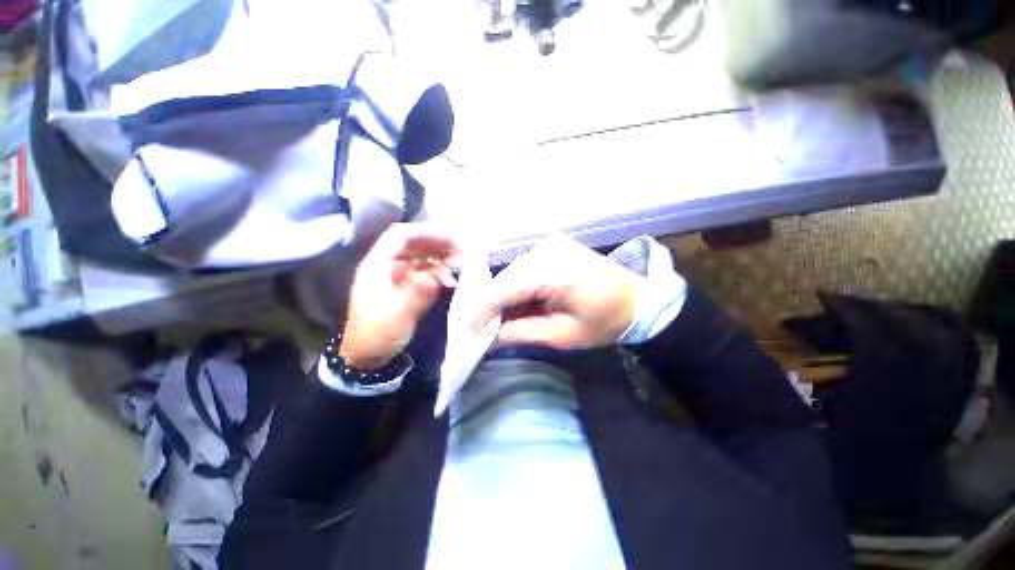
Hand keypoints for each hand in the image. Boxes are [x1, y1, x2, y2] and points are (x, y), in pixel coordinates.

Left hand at [340, 224, 461, 368]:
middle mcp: (389, 264)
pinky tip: (451, 282)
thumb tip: (435, 278)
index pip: (401, 235)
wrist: (368, 355)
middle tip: (463, 250)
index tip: (451, 238)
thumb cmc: (376, 334)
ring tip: (461, 264)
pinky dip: (440, 273)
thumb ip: (416, 294)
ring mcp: (400, 275)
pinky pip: (427, 272)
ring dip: (443, 257)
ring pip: (424, 256)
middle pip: (416, 243)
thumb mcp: (396, 316)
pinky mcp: (409, 286)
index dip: (426, 232)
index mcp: (378, 264)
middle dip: (440, 243)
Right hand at [473, 234, 644, 349]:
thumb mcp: (563, 335)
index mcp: (552, 269)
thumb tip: (489, 337)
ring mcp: (549, 245)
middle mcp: (546, 248)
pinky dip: (515, 289)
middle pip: (504, 279)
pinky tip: (513, 305)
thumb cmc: (606, 321)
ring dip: (501, 298)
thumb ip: (522, 332)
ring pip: (511, 274)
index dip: (479, 311)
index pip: (503, 289)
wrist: (639, 299)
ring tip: (494, 321)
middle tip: (478, 330)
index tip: (464, 333)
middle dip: (488, 306)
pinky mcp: (552, 248)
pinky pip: (523, 269)